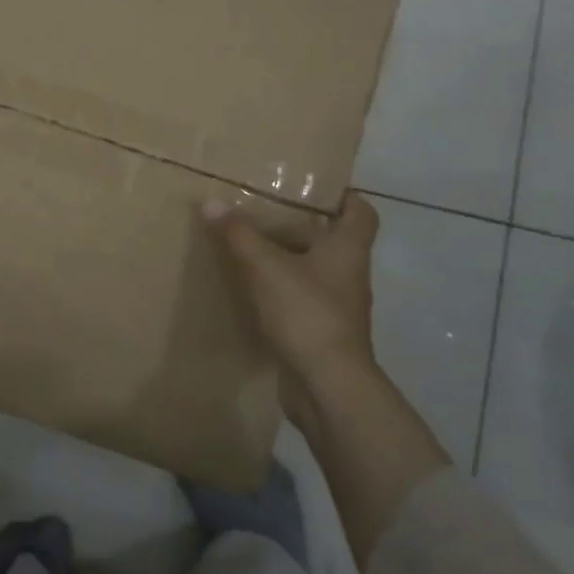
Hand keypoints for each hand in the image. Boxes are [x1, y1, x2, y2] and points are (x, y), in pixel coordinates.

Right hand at [204, 194, 380, 424]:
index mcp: (348, 250)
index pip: (361, 212)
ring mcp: (337, 307)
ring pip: (313, 271)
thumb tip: (212, 202)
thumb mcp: (266, 267)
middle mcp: (349, 275)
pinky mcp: (320, 332)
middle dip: (301, 225)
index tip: (311, 187)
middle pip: (332, 240)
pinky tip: (250, 288)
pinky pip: (300, 300)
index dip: (343, 196)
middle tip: (264, 210)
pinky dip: (280, 291)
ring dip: (288, 259)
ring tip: (250, 245)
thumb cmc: (307, 313)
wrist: (327, 386)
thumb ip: (239, 234)